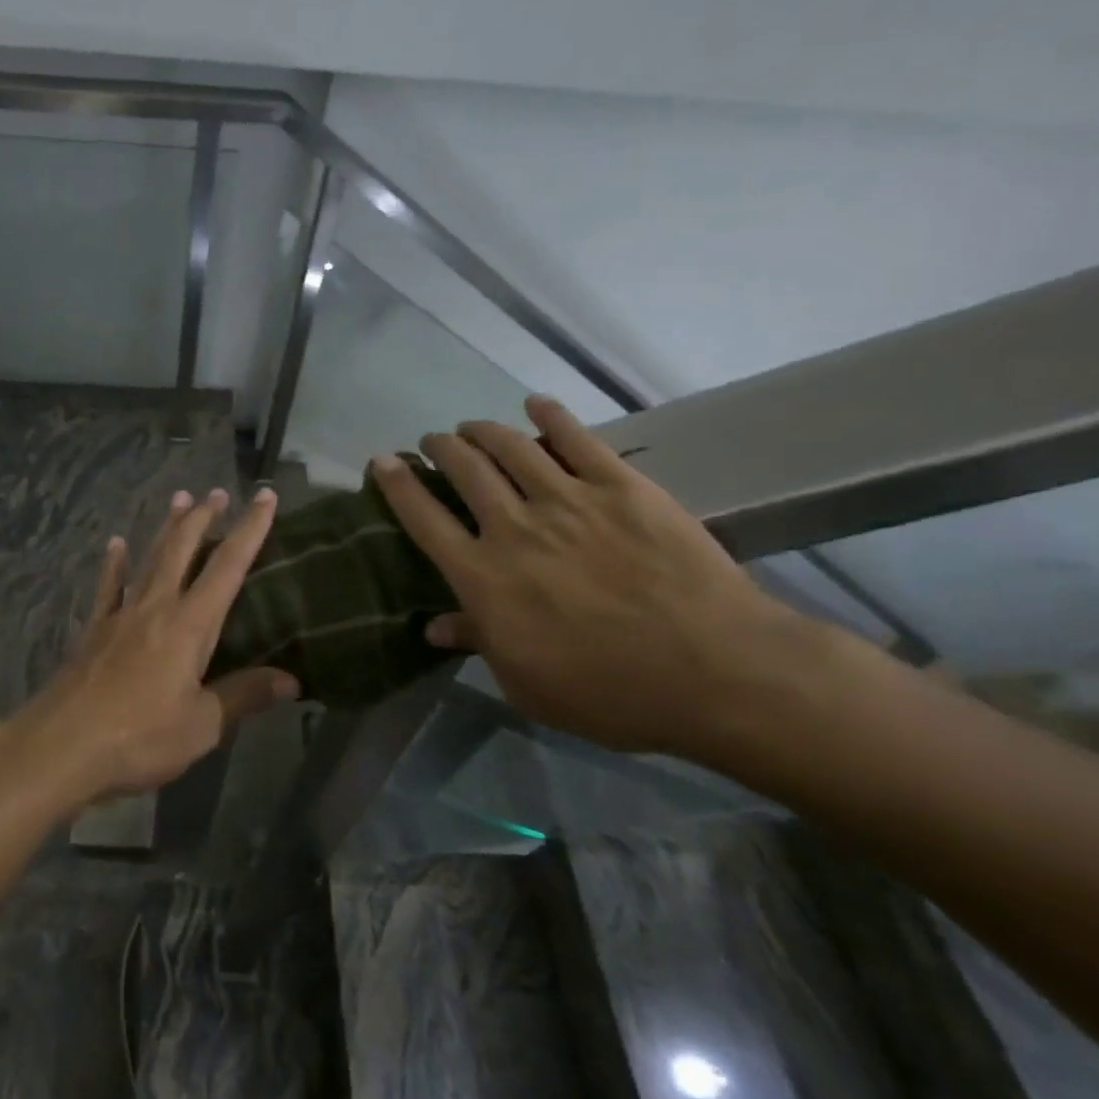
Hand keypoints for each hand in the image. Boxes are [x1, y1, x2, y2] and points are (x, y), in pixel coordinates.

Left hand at [14, 486, 298, 806]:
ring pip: (149, 558)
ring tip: (179, 498)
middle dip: (203, 518)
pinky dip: (114, 563)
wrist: (62, 745)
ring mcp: (121, 614)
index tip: (265, 497)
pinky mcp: (94, 630)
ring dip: (166, 528)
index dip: (250, 530)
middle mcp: (156, 607)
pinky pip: (109, 586)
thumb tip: (291, 680)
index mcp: (190, 625)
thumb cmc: (140, 737)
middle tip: (217, 492)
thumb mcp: (202, 725)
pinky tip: (115, 543)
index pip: (228, 567)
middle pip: (183, 550)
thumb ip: (243, 696)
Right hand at [371, 395, 817, 758]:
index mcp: (483, 577)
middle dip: (440, 448)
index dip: (398, 484)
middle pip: (464, 470)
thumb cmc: (611, 693)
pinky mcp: (620, 487)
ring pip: (510, 447)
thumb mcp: (527, 686)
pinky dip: (551, 416)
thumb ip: (479, 644)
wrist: (716, 671)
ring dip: (482, 431)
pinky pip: (577, 439)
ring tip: (472, 427)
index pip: (424, 518)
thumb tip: (434, 626)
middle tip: (434, 442)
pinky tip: (535, 405)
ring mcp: (568, 500)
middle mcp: (513, 527)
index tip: (382, 461)